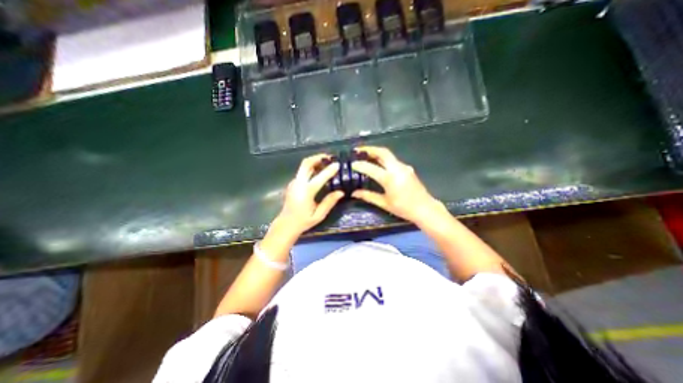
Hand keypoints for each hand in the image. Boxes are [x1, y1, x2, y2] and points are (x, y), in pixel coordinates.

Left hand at [274, 152, 344, 237]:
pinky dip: (311, 168)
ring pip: (303, 166)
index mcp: (306, 191)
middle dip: (317, 158)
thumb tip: (341, 192)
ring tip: (326, 162)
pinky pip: (302, 171)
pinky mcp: (293, 183)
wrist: (286, 224)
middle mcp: (298, 183)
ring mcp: (294, 182)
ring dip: (314, 162)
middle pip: (306, 164)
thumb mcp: (319, 215)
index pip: (320, 177)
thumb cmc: (303, 221)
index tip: (338, 164)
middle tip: (329, 157)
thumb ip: (329, 202)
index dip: (330, 170)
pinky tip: (319, 172)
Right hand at [353, 146, 442, 224]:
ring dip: (376, 153)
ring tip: (366, 155)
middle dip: (369, 149)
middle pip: (382, 152)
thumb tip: (354, 193)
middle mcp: (397, 168)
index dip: (360, 165)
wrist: (425, 208)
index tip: (352, 164)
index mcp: (390, 178)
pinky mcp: (407, 168)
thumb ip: (368, 196)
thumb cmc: (404, 208)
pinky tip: (378, 164)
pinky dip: (383, 159)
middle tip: (358, 151)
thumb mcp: (384, 203)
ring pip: (388, 155)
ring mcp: (404, 167)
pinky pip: (393, 160)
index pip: (371, 168)